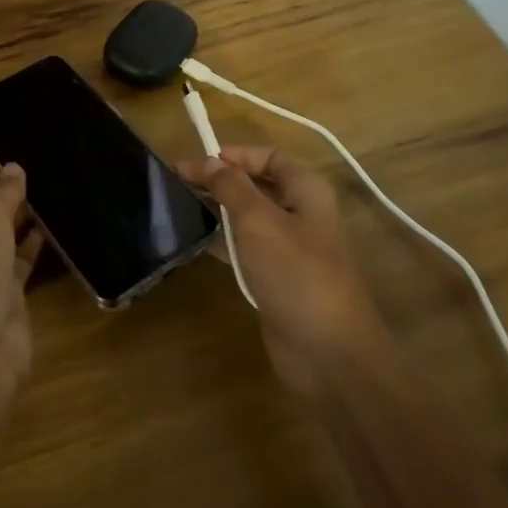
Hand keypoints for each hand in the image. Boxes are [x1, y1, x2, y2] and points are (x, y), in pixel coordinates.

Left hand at [0, 165, 42, 401]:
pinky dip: (35, 245)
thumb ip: (3, 190)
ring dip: (23, 219)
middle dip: (5, 195)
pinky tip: (56, 225)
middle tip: (41, 168)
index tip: (14, 154)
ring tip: (54, 190)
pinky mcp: (5, 296)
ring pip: (3, 237)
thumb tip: (14, 168)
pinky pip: (22, 261)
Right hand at [181, 146, 387, 398]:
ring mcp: (293, 248)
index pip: (269, 155)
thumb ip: (231, 186)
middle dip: (222, 179)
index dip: (235, 154)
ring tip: (183, 205)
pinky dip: (227, 240)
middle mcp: (303, 213)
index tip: (198, 162)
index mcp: (307, 190)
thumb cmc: (295, 273)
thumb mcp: (258, 220)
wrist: (328, 353)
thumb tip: (211, 161)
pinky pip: (250, 248)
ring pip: (252, 216)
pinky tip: (201, 241)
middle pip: (260, 183)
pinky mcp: (280, 278)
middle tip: (179, 181)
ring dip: (222, 208)